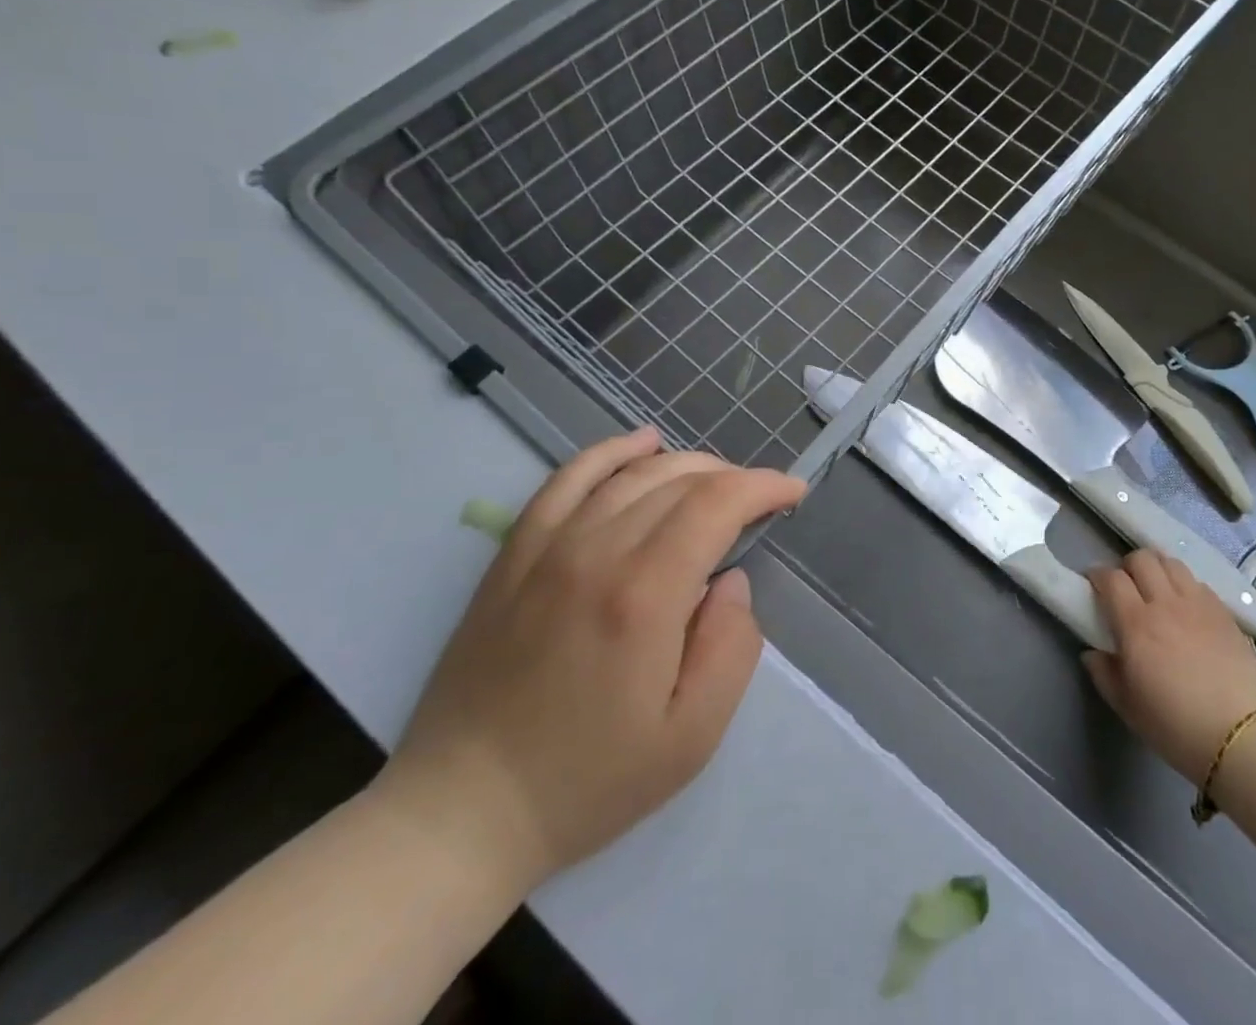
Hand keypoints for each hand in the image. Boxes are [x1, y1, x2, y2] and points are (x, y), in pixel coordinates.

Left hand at [375, 430, 805, 895]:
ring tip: (716, 481)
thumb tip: (733, 582)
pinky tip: (642, 442)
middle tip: (759, 502)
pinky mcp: (515, 554)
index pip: (717, 504)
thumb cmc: (587, 782)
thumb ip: (731, 648)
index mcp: (644, 595)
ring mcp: (548, 547)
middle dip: (734, 478)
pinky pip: (567, 479)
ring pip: (633, 473)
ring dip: (687, 465)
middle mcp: (596, 552)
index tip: (793, 493)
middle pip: (680, 481)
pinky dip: (611, 451)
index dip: (763, 487)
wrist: (462, 812)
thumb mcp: (690, 738)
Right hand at [1082, 550, 1255, 783]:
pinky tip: (1185, 606)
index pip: (1112, 578)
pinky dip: (1184, 584)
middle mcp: (1165, 603)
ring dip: (1157, 568)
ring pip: (1171, 563)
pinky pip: (1198, 582)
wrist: (1241, 737)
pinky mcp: (1224, 612)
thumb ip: (1104, 674)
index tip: (1094, 584)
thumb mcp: (1128, 707)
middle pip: (1142, 559)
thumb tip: (1092, 653)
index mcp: (1136, 623)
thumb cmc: (1176, 726)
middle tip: (1125, 587)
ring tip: (1156, 588)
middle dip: (1127, 566)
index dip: (1098, 575)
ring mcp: (1198, 604)